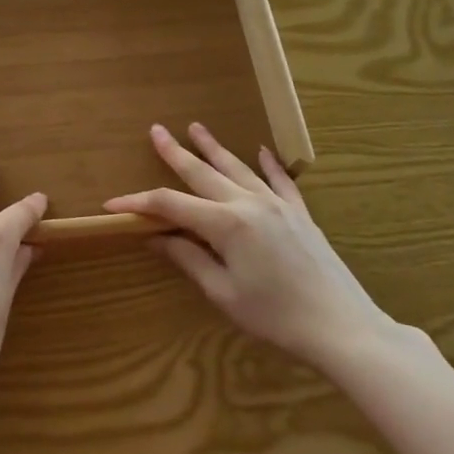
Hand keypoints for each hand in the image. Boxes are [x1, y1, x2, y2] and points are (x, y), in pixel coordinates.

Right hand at [105, 123, 390, 367]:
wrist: (341, 326)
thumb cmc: (275, 316)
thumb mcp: (223, 293)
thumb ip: (188, 259)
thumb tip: (155, 236)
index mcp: (225, 224)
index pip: (170, 205)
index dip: (139, 203)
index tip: (112, 205)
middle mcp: (248, 204)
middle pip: (202, 173)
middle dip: (175, 152)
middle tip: (156, 131)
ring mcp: (277, 205)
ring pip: (238, 168)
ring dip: (214, 148)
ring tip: (195, 127)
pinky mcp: (300, 214)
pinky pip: (280, 181)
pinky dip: (268, 164)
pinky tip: (261, 150)